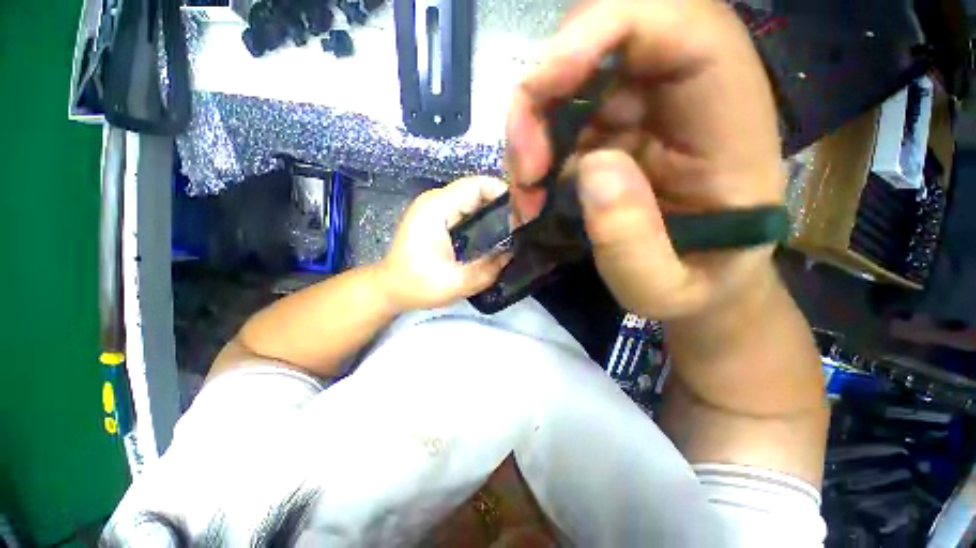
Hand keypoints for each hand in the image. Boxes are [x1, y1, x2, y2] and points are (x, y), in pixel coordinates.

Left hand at [378, 177, 510, 311]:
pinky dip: (482, 219)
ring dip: (493, 213)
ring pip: (473, 200)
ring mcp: (435, 207)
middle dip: (502, 205)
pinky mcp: (437, 217)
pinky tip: (492, 236)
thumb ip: (488, 268)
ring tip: (510, 232)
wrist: (390, 288)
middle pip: (477, 190)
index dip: (504, 194)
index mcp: (437, 208)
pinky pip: (466, 210)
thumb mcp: (457, 283)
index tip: (523, 214)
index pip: (477, 185)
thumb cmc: (417, 285)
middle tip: (520, 227)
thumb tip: (513, 251)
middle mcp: (435, 200)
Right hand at [506, 0, 783, 318]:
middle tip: (526, 171)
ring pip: (570, 84)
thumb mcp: (663, 289)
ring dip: (531, 135)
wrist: (700, 286)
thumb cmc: (695, 288)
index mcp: (729, 127)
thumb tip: (592, 168)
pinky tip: (533, 196)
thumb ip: (633, 243)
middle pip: (604, 44)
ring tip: (528, 196)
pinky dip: (533, 155)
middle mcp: (684, 102)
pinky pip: (559, 122)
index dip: (607, 26)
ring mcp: (641, 116)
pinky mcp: (610, 135)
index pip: (685, 26)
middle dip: (543, 98)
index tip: (546, 83)